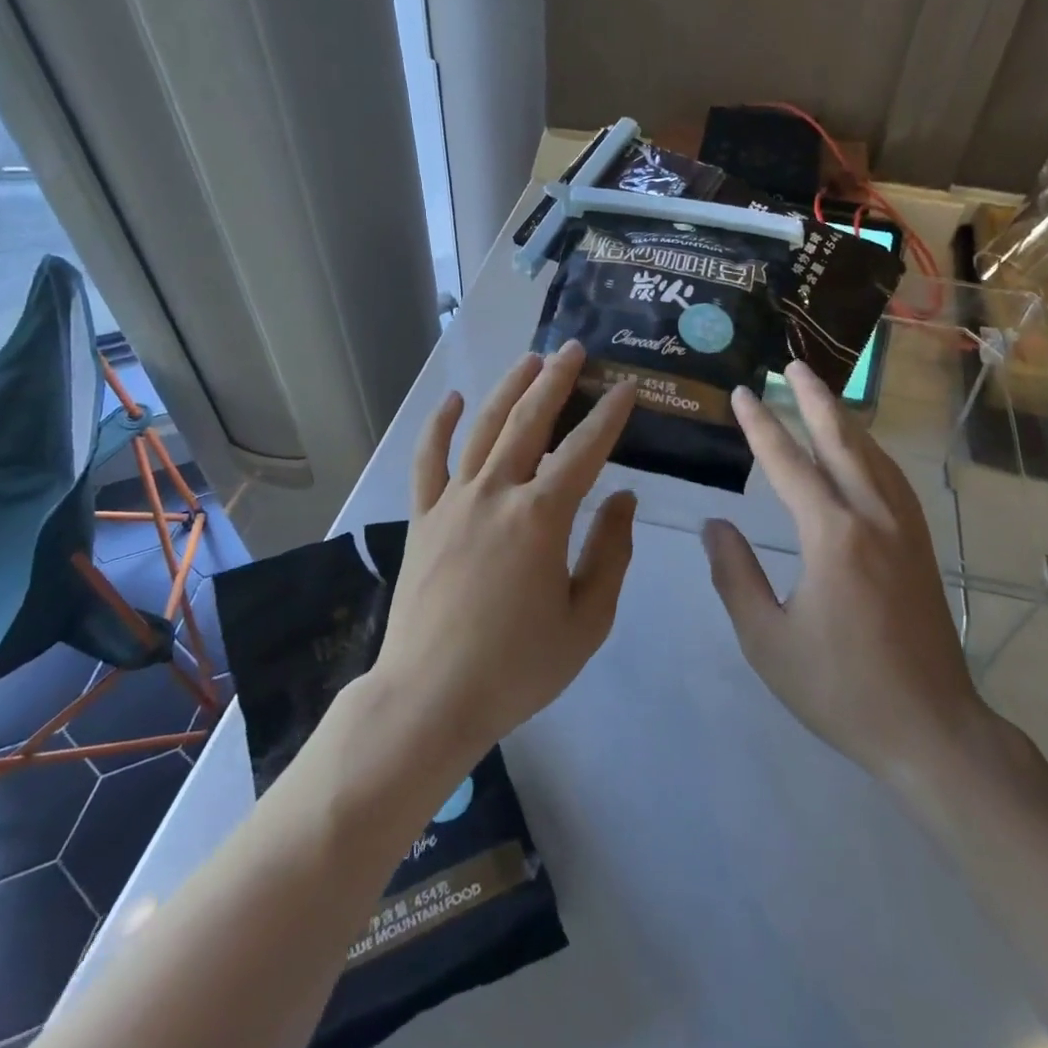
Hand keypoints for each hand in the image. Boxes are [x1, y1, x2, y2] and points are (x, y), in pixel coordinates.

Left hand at [374, 343, 639, 763]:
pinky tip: (450, 400)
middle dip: (556, 382)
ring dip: (507, 390)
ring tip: (529, 361)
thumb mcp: (586, 620)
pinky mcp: (421, 518)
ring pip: (482, 429)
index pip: (583, 450)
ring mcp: (452, 502)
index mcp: (541, 517)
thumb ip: (610, 553)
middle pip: (529, 421)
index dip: (608, 416)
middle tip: (573, 350)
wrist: (431, 697)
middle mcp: (496, 493)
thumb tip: (623, 499)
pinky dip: (438, 426)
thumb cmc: (517, 667)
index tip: (625, 388)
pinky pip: (428, 461)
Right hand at [701, 360, 992, 786]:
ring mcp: (905, 533)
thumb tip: (715, 526)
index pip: (790, 465)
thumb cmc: (840, 689)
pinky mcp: (921, 550)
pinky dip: (873, 453)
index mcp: (832, 538)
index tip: (744, 393)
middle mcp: (873, 520)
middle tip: (792, 366)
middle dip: (814, 401)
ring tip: (823, 396)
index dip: (762, 426)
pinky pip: (893, 482)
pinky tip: (865, 453)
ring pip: (874, 458)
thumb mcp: (767, 640)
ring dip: (846, 421)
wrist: (931, 730)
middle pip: (842, 443)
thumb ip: (735, 576)